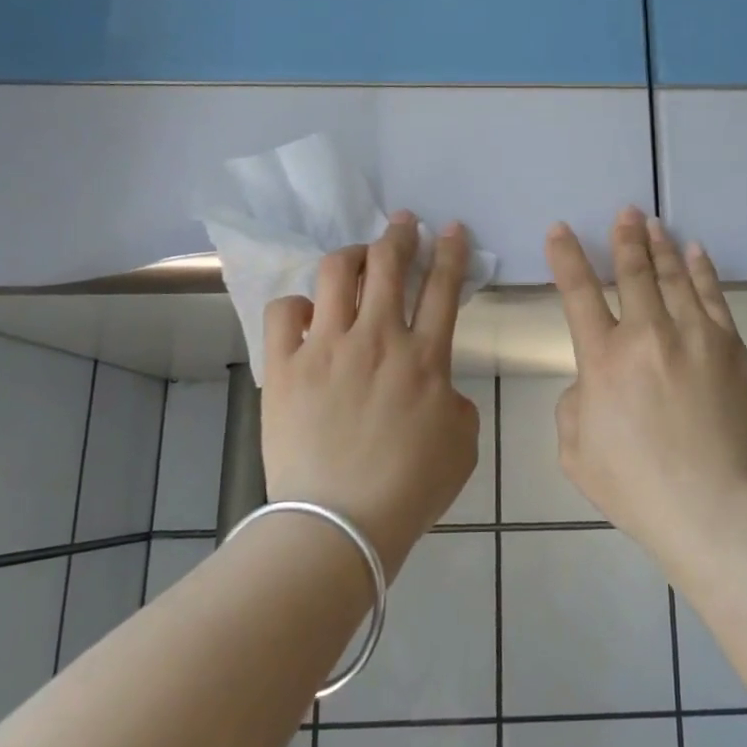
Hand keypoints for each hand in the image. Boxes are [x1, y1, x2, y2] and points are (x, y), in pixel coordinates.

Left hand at [260, 212, 480, 578]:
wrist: (341, 523)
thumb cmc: (411, 488)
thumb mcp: (462, 443)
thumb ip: (456, 401)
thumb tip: (437, 386)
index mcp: (425, 357)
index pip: (443, 287)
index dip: (451, 251)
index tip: (452, 229)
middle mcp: (378, 338)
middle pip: (389, 264)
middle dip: (400, 234)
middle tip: (403, 223)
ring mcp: (327, 348)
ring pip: (336, 273)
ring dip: (351, 255)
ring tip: (356, 257)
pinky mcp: (286, 367)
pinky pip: (284, 312)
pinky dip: (297, 305)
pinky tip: (307, 314)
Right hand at [546, 208, 746, 542]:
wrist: (713, 505)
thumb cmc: (637, 486)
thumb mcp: (575, 452)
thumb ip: (575, 404)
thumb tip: (592, 380)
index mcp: (603, 361)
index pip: (578, 294)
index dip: (567, 258)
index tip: (560, 230)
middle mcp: (647, 335)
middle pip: (633, 273)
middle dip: (624, 239)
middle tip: (624, 213)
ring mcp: (694, 336)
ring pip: (674, 276)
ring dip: (660, 246)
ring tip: (653, 223)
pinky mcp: (730, 347)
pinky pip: (713, 296)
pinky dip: (702, 270)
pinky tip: (695, 252)